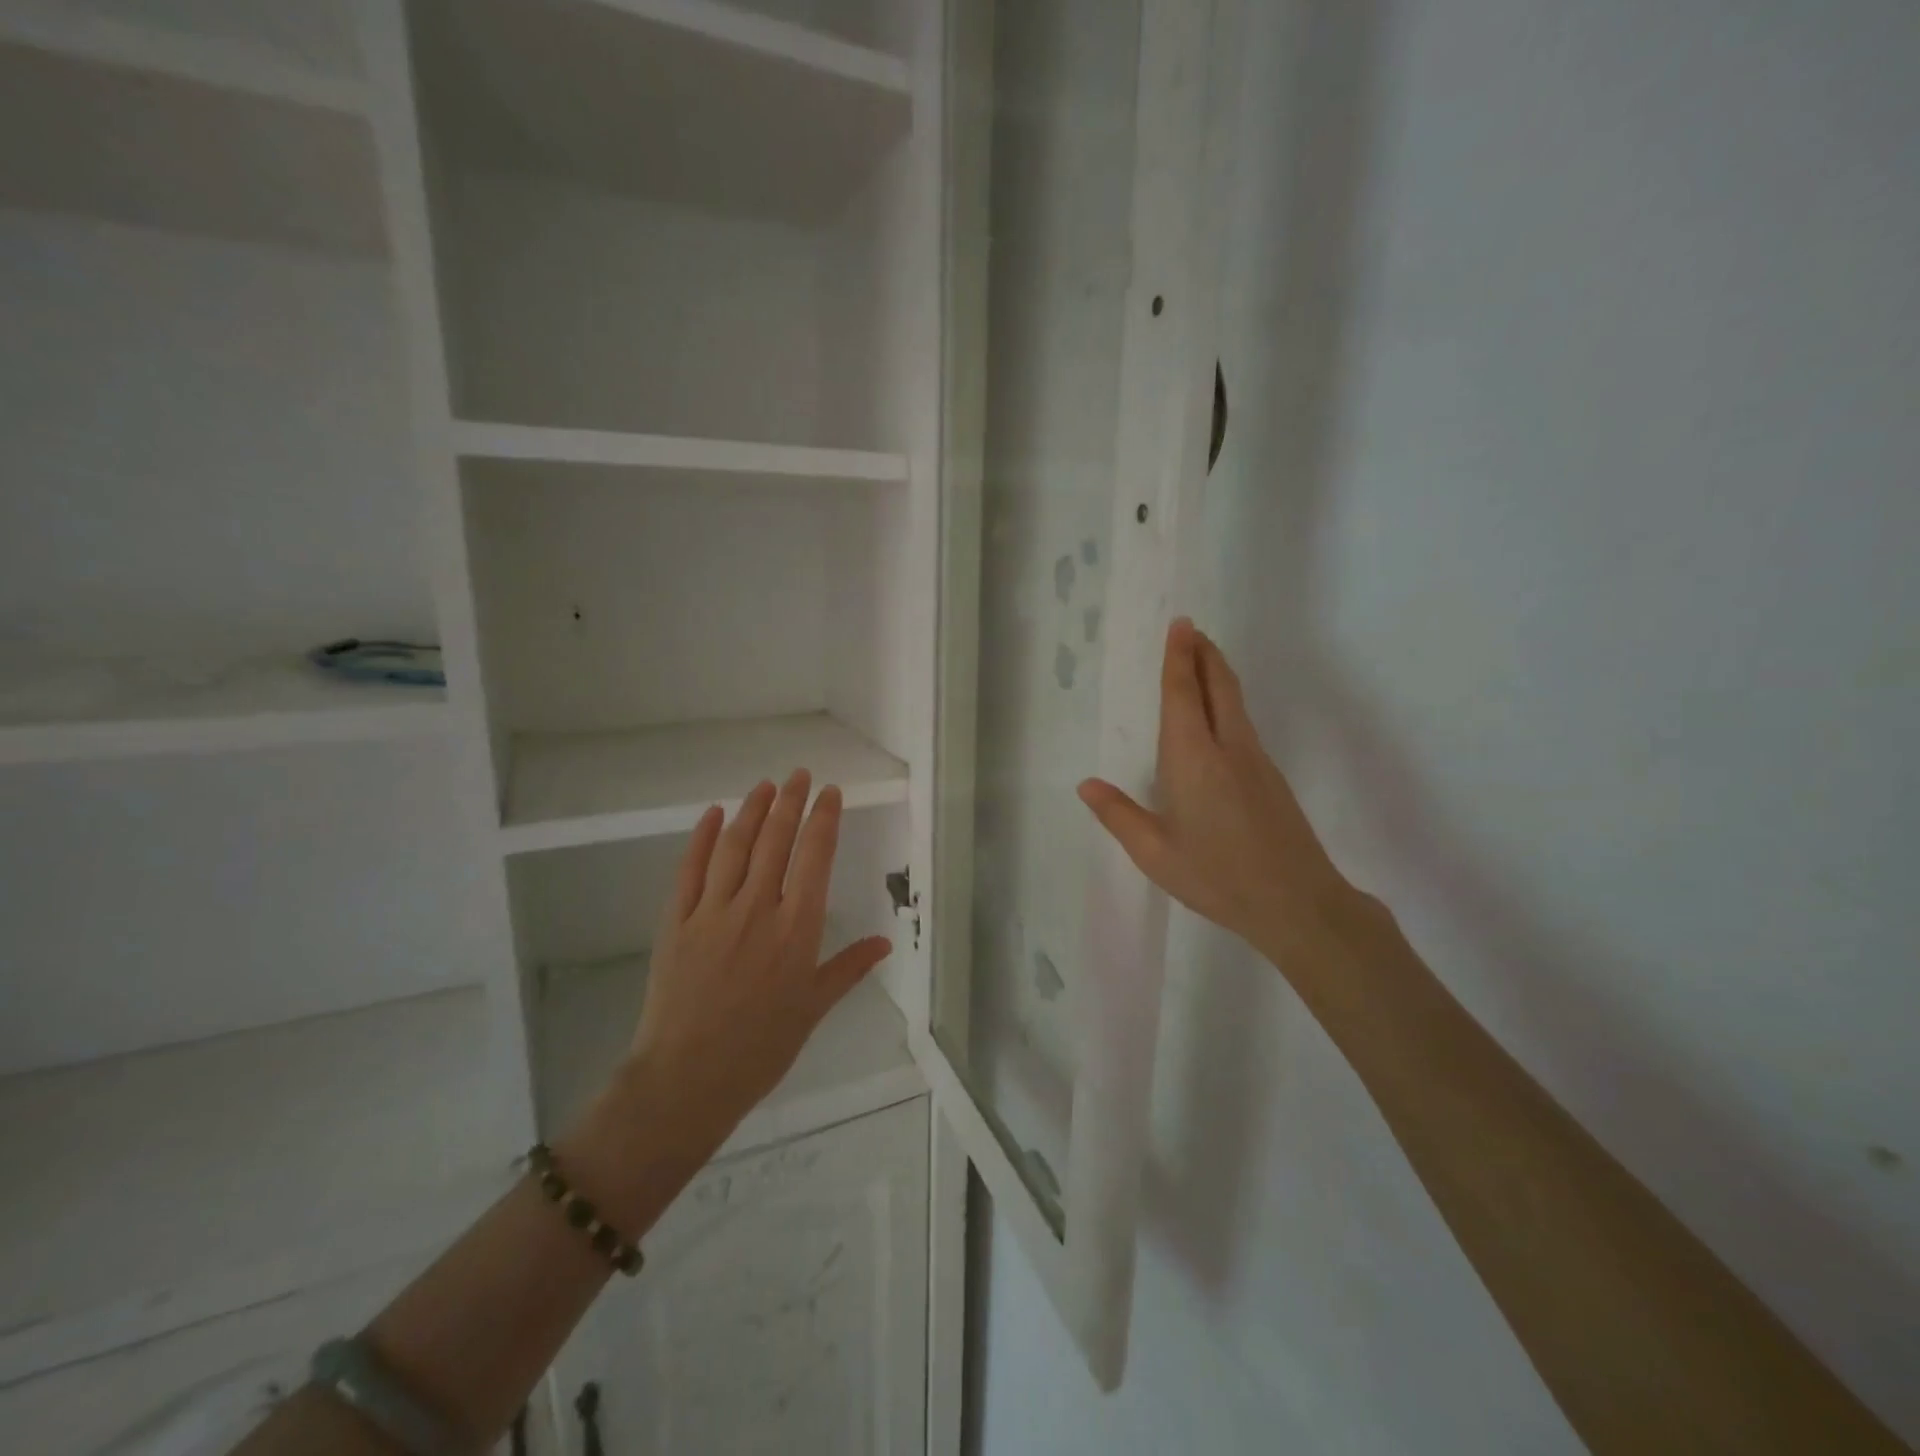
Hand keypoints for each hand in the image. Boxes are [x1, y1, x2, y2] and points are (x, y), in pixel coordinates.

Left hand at [627, 770, 891, 1155]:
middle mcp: (758, 909)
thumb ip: (848, 968)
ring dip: (752, 810)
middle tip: (799, 775)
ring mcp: (713, 911)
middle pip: (776, 841)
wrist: (687, 1079)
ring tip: (765, 785)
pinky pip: (690, 869)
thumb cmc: (760, 1048)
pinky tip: (714, 814)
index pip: (815, 858)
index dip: (824, 819)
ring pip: (736, 846)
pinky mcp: (676, 921)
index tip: (830, 793)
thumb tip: (884, 941)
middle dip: (790, 802)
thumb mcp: (813, 1009)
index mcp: (797, 929)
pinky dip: (703, 838)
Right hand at [1078, 618, 1355, 959]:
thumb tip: (1086, 785)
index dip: (1179, 659)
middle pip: (1218, 686)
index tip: (1180, 626)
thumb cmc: (1217, 877)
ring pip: (1235, 702)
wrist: (1297, 902)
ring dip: (1217, 673)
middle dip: (1204, 654)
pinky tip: (1219, 716)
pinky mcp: (1271, 777)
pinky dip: (1226, 701)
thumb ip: (1119, 815)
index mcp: (1193, 760)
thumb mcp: (1154, 853)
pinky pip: (1243, 723)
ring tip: (1202, 659)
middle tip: (1191, 628)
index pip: (1183, 695)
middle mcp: (1228, 748)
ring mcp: (1256, 761)